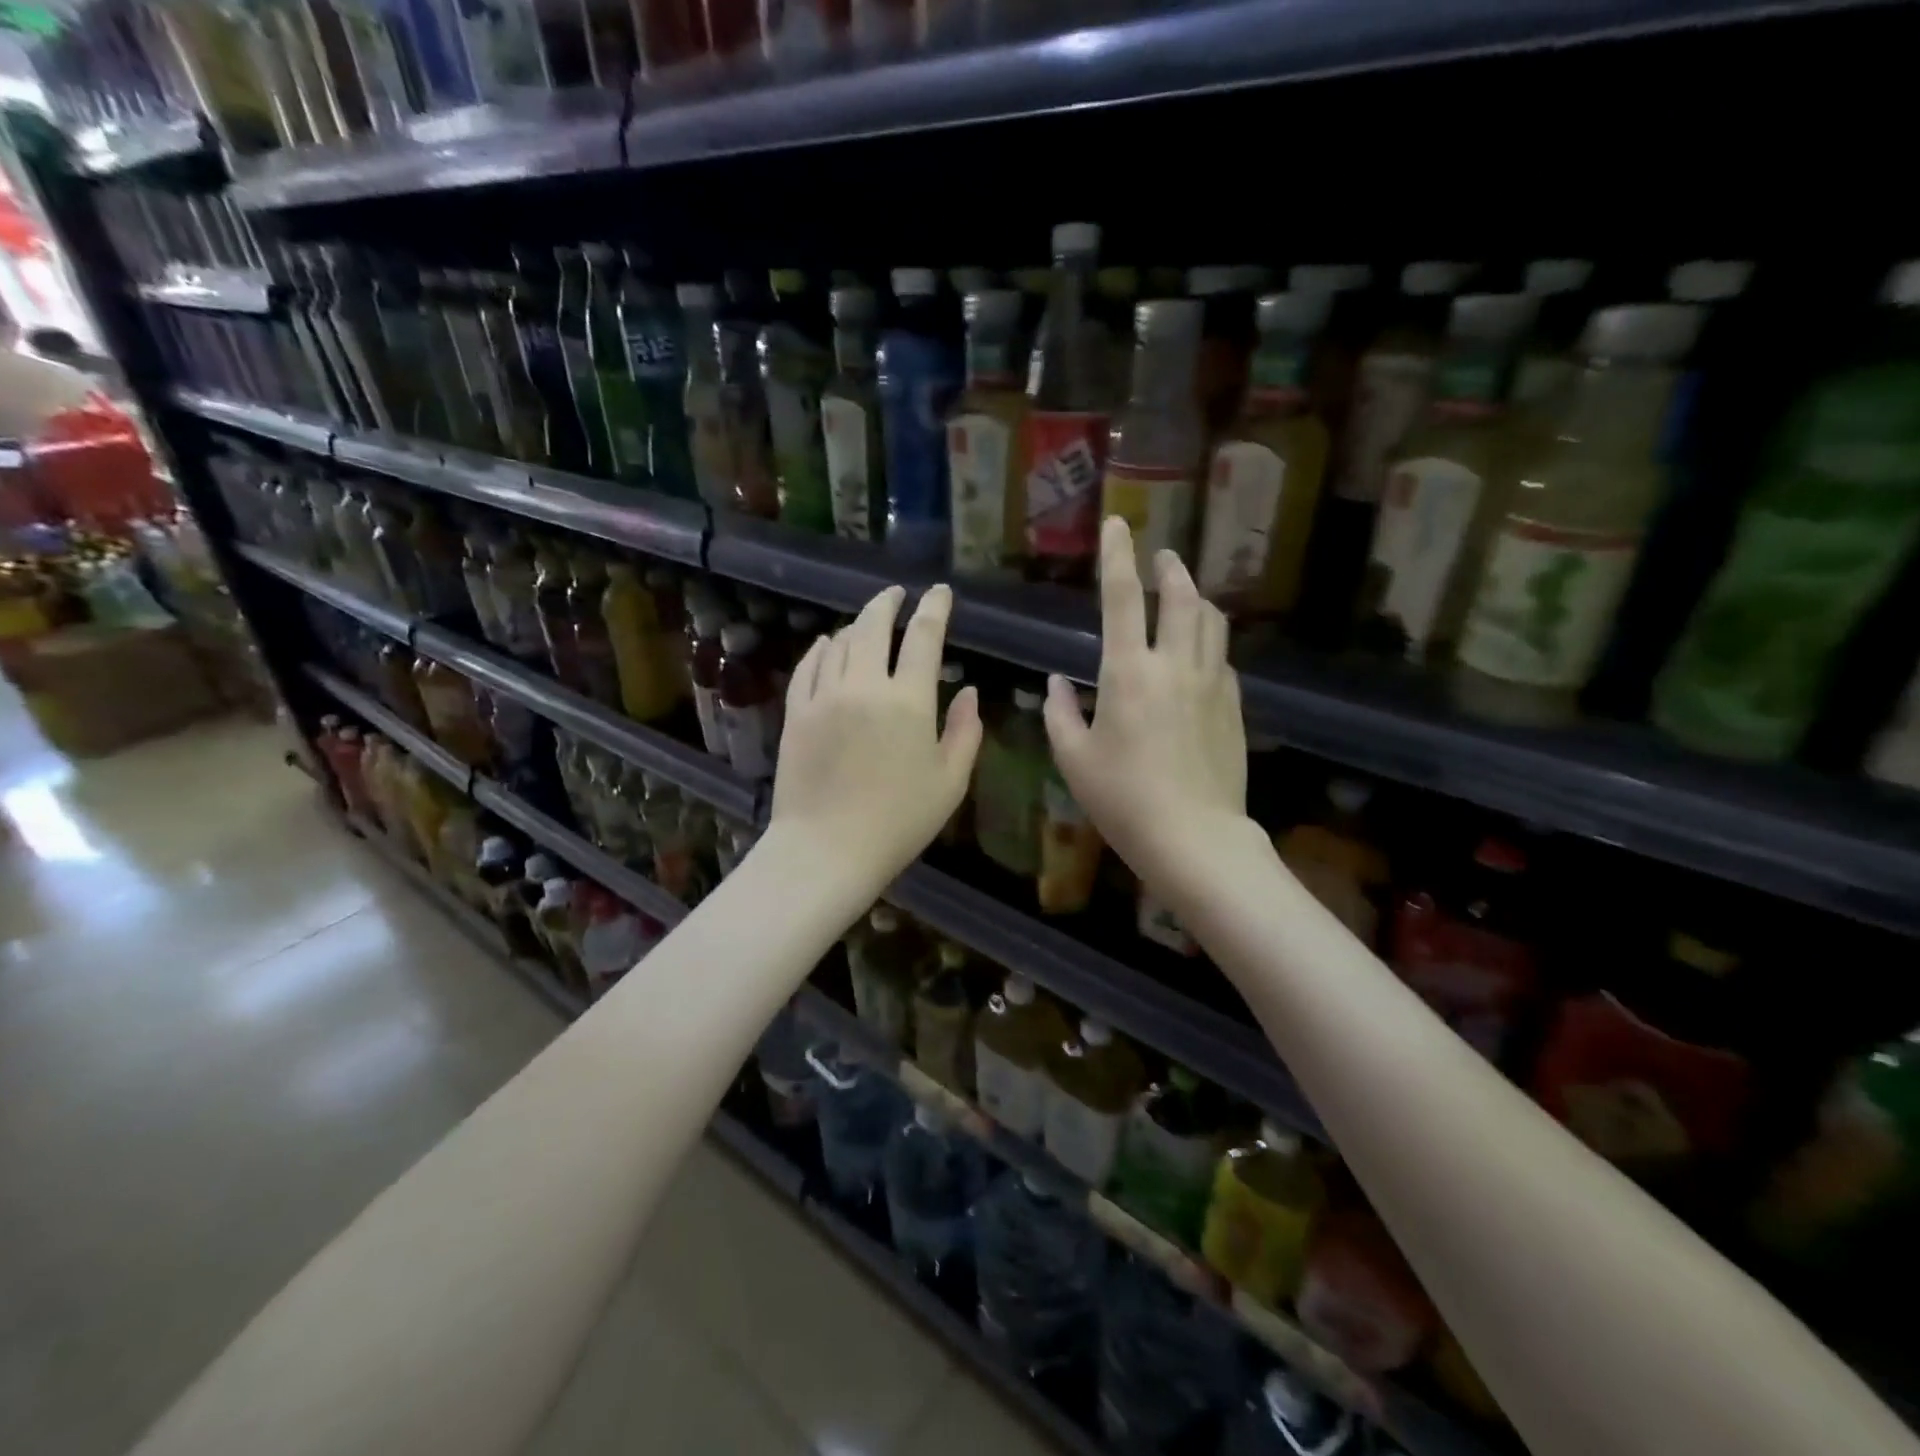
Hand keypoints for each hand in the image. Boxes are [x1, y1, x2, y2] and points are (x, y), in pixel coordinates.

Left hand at [769, 583, 981, 895]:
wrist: (827, 850)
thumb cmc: (899, 821)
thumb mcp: (950, 782)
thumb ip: (965, 732)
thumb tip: (970, 692)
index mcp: (909, 701)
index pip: (924, 637)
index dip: (935, 608)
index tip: (940, 592)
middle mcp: (865, 686)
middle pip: (874, 626)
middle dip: (889, 602)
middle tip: (898, 594)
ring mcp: (825, 697)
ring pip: (840, 642)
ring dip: (857, 624)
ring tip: (868, 621)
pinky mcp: (796, 713)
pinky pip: (808, 666)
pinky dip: (822, 649)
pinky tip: (828, 644)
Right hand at [1044, 517, 1247, 890]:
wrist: (1195, 837)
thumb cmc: (1122, 799)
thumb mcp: (1074, 759)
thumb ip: (1061, 714)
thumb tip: (1058, 683)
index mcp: (1128, 672)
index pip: (1122, 598)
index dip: (1118, 555)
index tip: (1117, 523)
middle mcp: (1175, 665)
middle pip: (1181, 597)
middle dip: (1170, 569)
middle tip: (1162, 556)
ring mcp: (1212, 684)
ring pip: (1211, 622)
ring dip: (1197, 598)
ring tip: (1185, 593)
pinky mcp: (1234, 707)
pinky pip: (1222, 658)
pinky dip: (1209, 641)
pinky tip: (1200, 654)